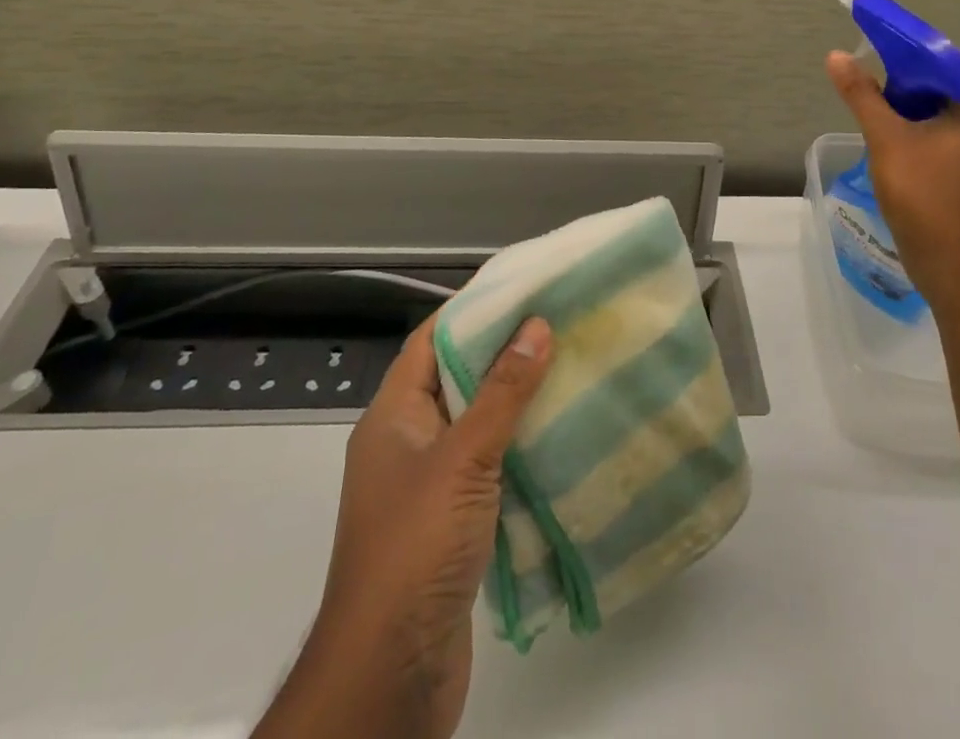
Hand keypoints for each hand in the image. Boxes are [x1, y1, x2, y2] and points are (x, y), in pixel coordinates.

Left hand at [256, 312, 553, 738]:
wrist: (391, 674)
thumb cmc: (416, 547)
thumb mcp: (463, 458)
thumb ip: (501, 392)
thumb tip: (536, 325)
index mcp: (393, 415)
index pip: (431, 339)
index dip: (472, 309)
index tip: (522, 286)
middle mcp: (406, 442)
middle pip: (456, 378)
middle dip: (503, 351)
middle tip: (557, 323)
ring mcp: (427, 484)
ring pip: (475, 423)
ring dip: (515, 401)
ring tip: (568, 369)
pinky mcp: (450, 522)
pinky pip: (487, 465)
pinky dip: (518, 447)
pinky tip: (559, 436)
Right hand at [826, 50, 959, 307]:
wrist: (949, 265)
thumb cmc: (924, 196)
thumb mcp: (887, 139)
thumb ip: (862, 96)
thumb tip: (836, 56)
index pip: (943, 63)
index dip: (908, 48)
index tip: (876, 39)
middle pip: (937, 88)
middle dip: (901, 78)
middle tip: (866, 69)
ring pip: (933, 114)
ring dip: (902, 105)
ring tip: (867, 99)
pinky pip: (932, 137)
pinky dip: (908, 129)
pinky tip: (881, 133)